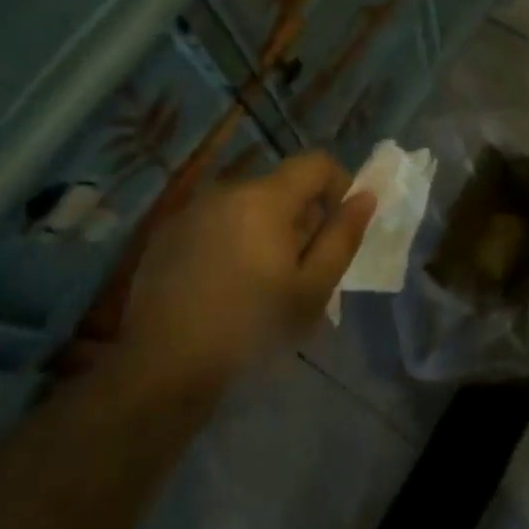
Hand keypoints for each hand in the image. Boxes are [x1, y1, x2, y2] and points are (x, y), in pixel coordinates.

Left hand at [125, 153, 375, 385]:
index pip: (316, 163)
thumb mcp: (312, 289)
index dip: (338, 186)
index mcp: (266, 197)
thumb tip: (364, 197)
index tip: (338, 228)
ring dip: (265, 229)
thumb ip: (342, 237)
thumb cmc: (251, 327)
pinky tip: (223, 285)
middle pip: (281, 186)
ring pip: (247, 205)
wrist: (164, 366)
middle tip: (301, 268)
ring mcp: (193, 209)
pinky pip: (216, 221)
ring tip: (261, 281)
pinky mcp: (168, 232)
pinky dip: (231, 239)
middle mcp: (228, 189)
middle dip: (301, 216)